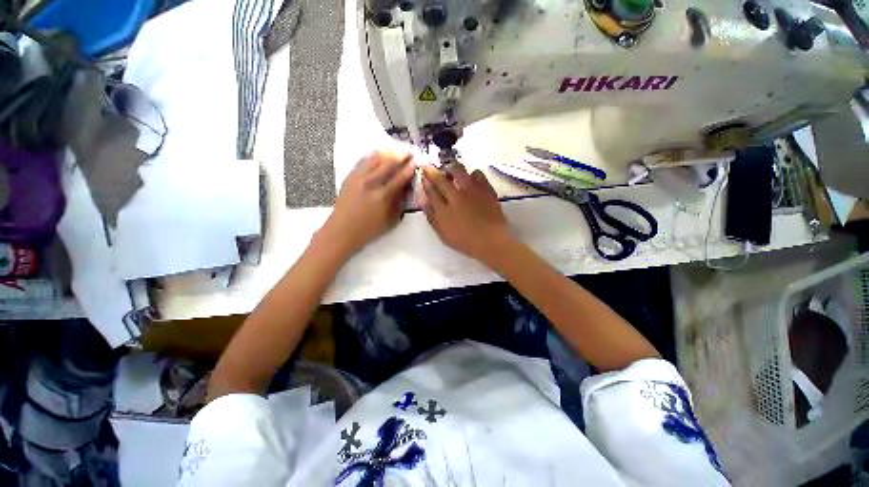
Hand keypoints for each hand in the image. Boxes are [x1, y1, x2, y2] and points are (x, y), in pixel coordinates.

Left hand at [319, 151, 414, 257]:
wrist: (342, 230)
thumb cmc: (369, 229)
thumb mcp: (391, 220)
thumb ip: (400, 203)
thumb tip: (407, 187)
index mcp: (383, 196)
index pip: (400, 177)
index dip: (409, 168)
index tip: (416, 162)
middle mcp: (371, 183)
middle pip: (388, 163)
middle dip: (401, 156)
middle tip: (409, 152)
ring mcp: (359, 177)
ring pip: (376, 158)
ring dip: (388, 152)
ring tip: (397, 151)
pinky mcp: (350, 176)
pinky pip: (364, 160)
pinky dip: (374, 155)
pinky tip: (380, 154)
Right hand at [420, 164, 514, 264]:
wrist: (491, 241)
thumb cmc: (465, 241)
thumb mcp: (443, 234)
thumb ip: (432, 218)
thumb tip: (424, 202)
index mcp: (443, 210)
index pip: (430, 191)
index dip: (425, 181)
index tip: (422, 174)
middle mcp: (455, 196)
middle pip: (440, 178)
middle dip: (431, 170)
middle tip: (427, 165)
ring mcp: (471, 190)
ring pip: (458, 170)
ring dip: (451, 168)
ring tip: (450, 170)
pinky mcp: (485, 189)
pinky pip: (477, 173)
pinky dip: (472, 174)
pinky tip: (471, 178)